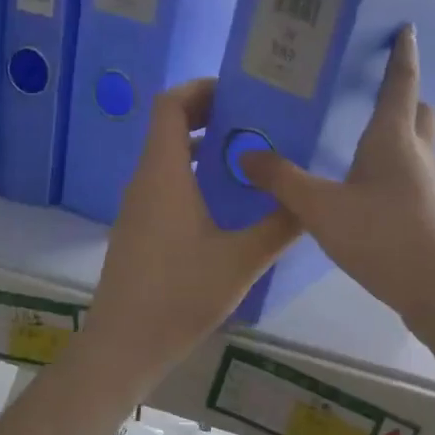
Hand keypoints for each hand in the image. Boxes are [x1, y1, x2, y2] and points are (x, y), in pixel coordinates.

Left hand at [81, 78, 299, 383]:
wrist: (124, 345)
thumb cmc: (180, 294)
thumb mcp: (241, 260)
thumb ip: (280, 225)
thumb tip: (311, 200)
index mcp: (164, 174)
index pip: (170, 106)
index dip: (201, 89)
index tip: (240, 93)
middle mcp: (145, 181)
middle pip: (169, 128)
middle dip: (210, 117)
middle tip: (256, 122)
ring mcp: (137, 207)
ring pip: (168, 158)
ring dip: (203, 149)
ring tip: (249, 158)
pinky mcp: (138, 230)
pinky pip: (165, 185)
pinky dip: (193, 176)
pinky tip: (226, 203)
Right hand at [239, 26, 434, 322]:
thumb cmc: (384, 238)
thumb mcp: (321, 209)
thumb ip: (282, 180)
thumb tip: (246, 154)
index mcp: (393, 138)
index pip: (401, 81)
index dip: (402, 53)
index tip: (405, 27)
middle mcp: (415, 153)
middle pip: (416, 110)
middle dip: (401, 93)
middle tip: (371, 88)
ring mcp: (427, 184)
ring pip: (414, 144)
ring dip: (396, 132)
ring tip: (357, 136)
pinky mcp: (428, 212)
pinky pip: (409, 174)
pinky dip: (391, 166)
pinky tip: (363, 187)